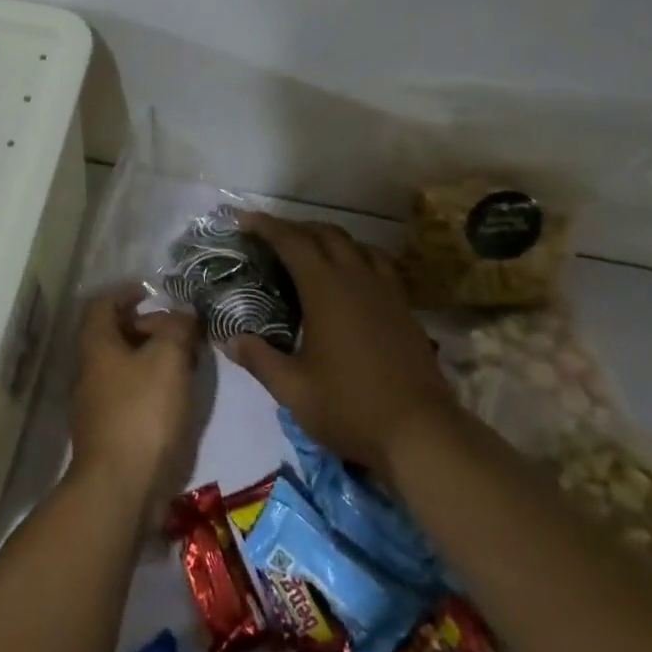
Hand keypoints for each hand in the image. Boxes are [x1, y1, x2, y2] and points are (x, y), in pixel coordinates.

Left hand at [67, 288, 202, 522]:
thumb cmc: (142, 412)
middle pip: (115, 335)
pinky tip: (179, 395)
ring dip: (154, 357)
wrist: (120, 488)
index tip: (151, 291)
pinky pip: (132, 394)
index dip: (125, 292)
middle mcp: (90, 370)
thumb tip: (183, 313)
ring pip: (126, 366)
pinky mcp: (111, 432)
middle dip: (148, 326)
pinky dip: (154, 385)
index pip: (103, 304)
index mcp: (96, 345)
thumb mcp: (167, 359)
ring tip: (188, 360)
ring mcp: (97, 404)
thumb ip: (177, 329)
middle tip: (182, 330)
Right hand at [229, 213, 452, 477]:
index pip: (293, 242)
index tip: (244, 219)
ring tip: (309, 250)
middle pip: (326, 234)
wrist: (422, 432)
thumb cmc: (351, 408)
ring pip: (355, 244)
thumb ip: (259, 359)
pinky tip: (350, 276)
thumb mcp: (293, 389)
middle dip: (296, 227)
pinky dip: (356, 255)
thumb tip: (229, 339)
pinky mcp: (404, 308)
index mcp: (326, 290)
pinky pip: (378, 263)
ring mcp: (386, 291)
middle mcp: (357, 278)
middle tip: (270, 236)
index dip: (266, 226)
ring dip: (328, 238)